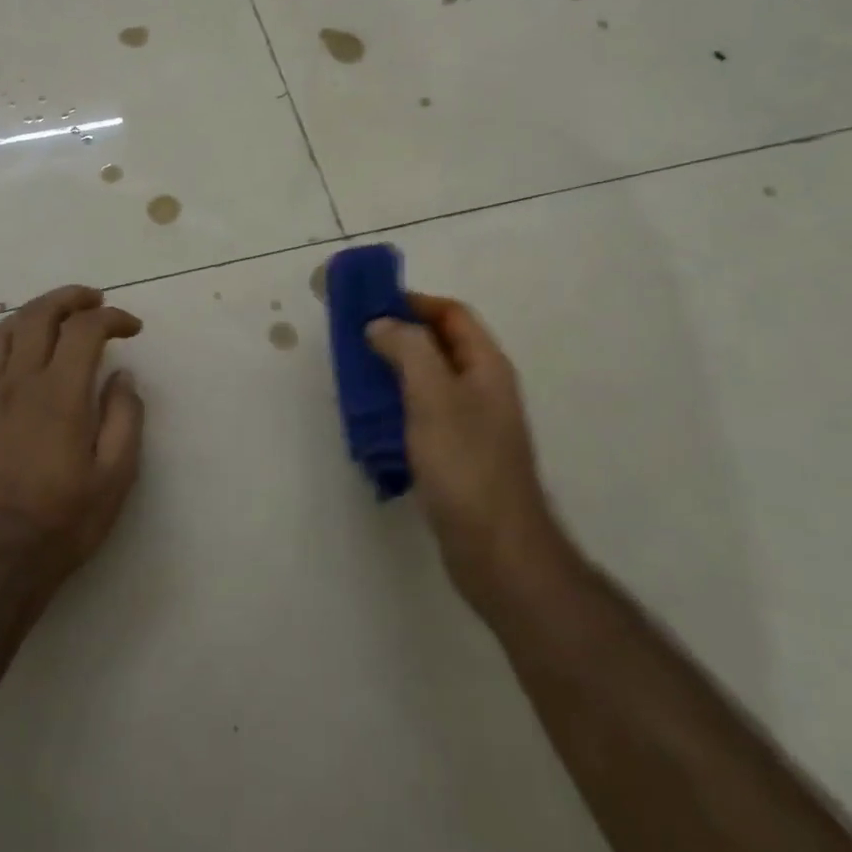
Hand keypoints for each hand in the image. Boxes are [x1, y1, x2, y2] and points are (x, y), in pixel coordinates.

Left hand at [0, 285, 144, 590]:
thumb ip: (124, 417)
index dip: (112, 318)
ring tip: (59, 318)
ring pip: (4, 329)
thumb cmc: (66, 521)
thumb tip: (122, 376)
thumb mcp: (116, 476)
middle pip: (39, 314)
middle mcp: (18, 384)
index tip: (132, 328)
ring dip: (35, 312)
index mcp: (58, 396)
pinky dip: (6, 341)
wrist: (1, 563)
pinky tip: (21, 355)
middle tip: (97, 302)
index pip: (84, 330)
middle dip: (72, 298)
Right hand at [366, 294, 568, 607]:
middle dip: (399, 335)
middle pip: (441, 345)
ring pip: (429, 381)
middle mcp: (483, 389)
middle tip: (356, 338)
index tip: (372, 303)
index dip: (415, 302)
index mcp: (486, 366)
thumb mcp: (433, 396)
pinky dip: (398, 406)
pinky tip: (371, 420)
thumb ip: (408, 350)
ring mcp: (472, 424)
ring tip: (355, 375)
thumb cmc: (465, 464)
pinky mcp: (457, 455)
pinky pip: (424, 414)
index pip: (453, 314)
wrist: (496, 549)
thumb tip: (381, 324)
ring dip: (395, 371)